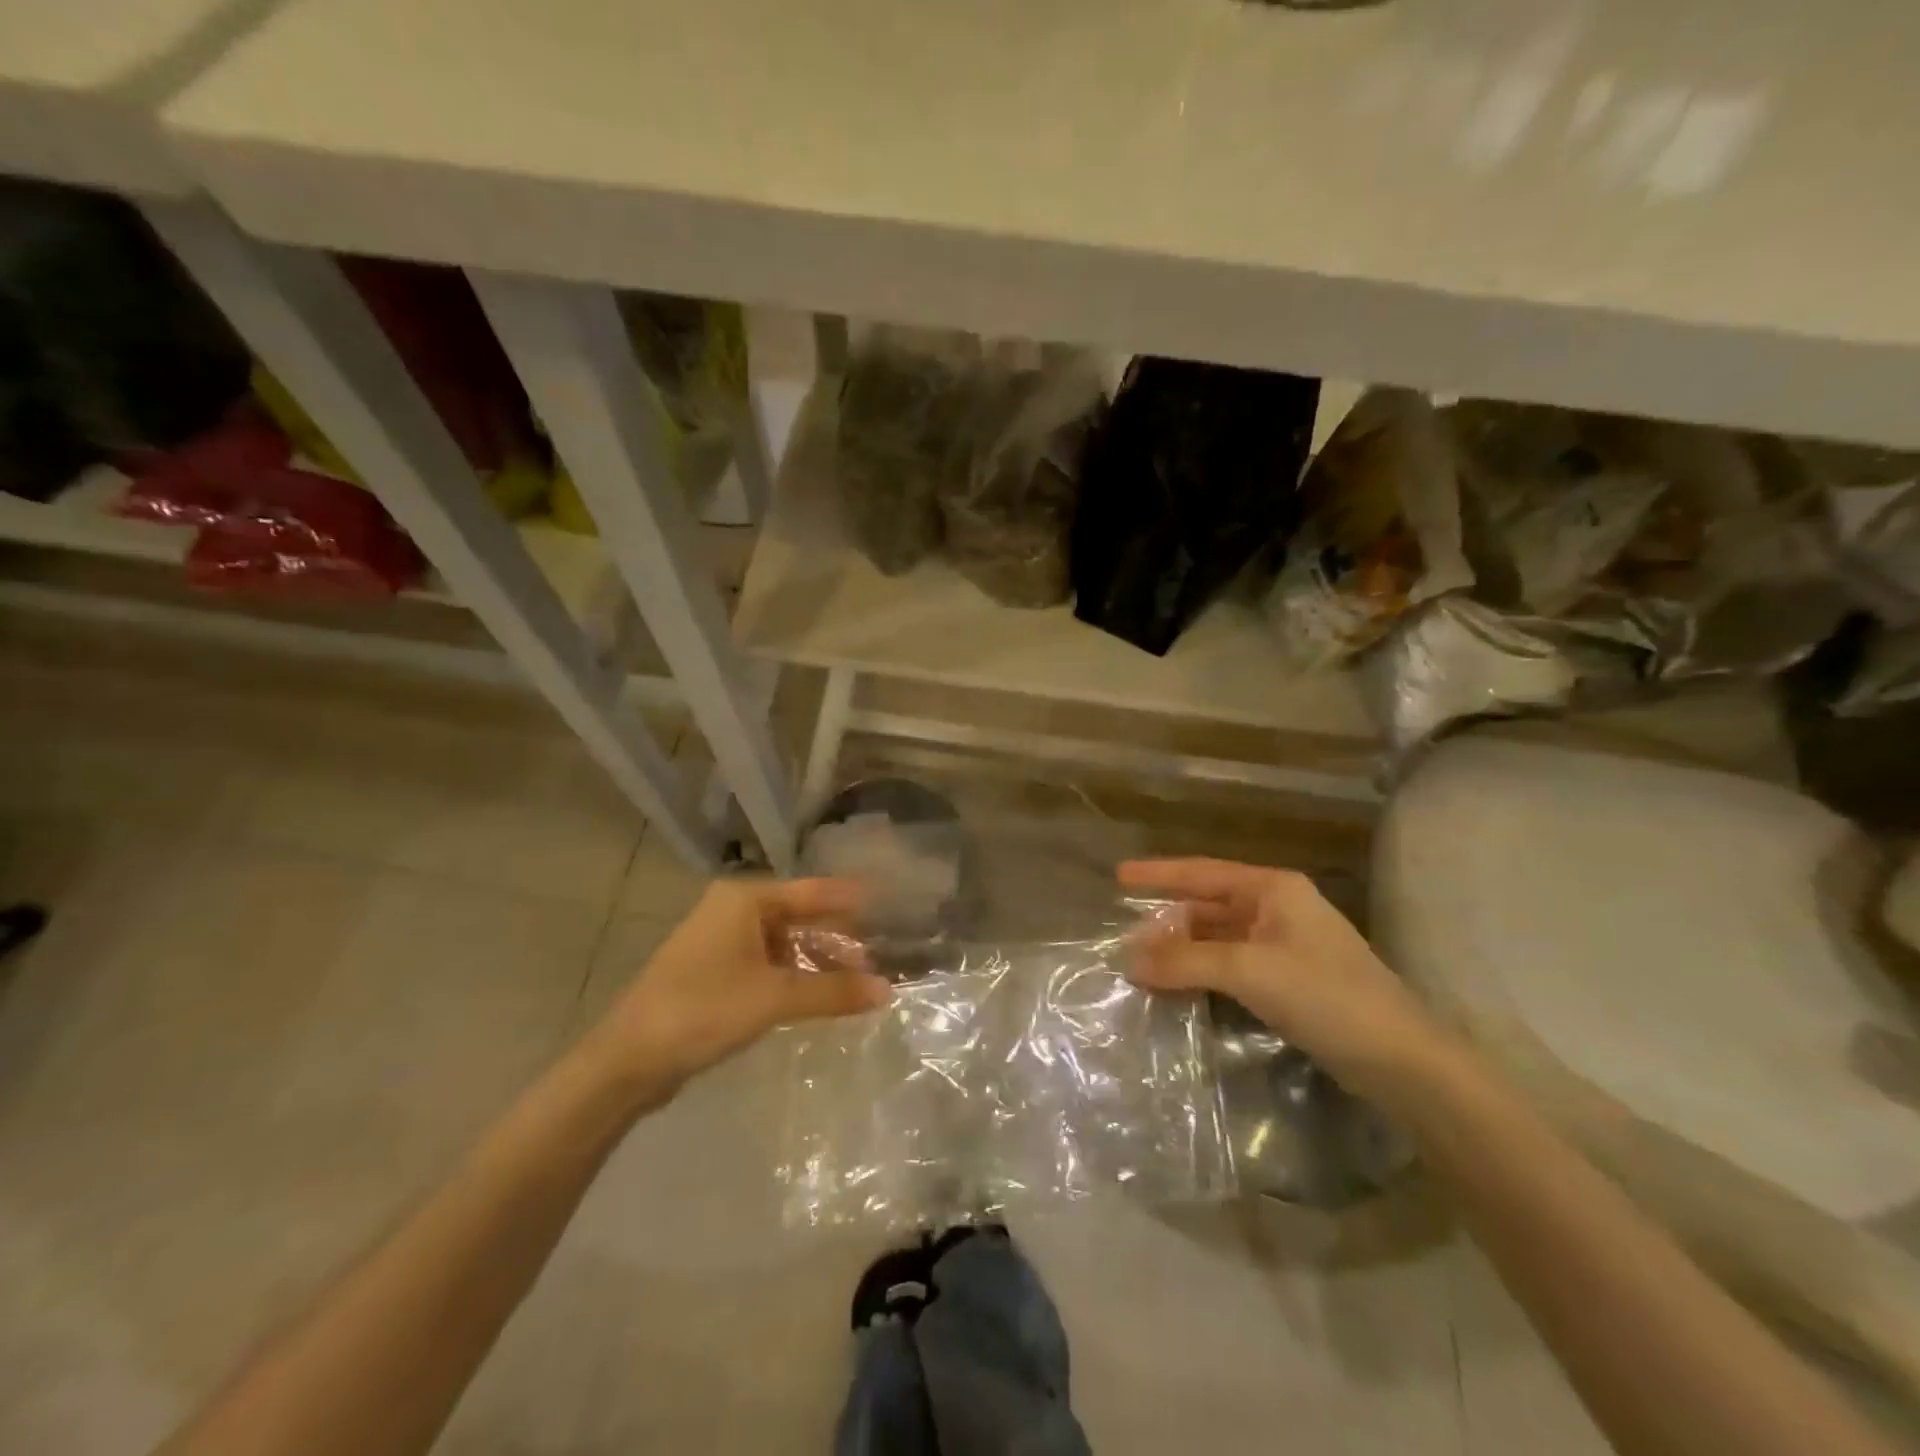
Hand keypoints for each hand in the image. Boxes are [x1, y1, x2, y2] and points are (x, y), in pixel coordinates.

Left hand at [582, 878, 890, 1098]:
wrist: (628, 1060)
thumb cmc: (704, 1009)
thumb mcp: (775, 998)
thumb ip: (833, 992)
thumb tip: (888, 990)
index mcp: (745, 900)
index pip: (813, 891)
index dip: (851, 899)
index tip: (889, 900)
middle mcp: (732, 910)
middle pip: (799, 916)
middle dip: (836, 938)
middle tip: (876, 955)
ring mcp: (720, 941)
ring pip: (782, 943)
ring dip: (815, 961)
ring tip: (851, 983)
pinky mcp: (712, 972)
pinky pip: (765, 964)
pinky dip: (792, 976)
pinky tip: (813, 996)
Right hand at [1118, 858, 1444, 1101]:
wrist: (1401, 1060)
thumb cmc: (1326, 995)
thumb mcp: (1250, 970)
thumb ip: (1186, 961)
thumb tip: (1128, 960)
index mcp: (1273, 889)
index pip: (1202, 872)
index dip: (1159, 873)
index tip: (1119, 876)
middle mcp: (1278, 910)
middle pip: (1209, 907)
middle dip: (1168, 923)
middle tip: (1126, 939)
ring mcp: (1284, 947)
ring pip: (1218, 940)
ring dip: (1183, 952)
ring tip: (1142, 965)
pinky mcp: (1288, 982)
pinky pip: (1231, 967)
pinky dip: (1202, 974)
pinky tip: (1178, 987)